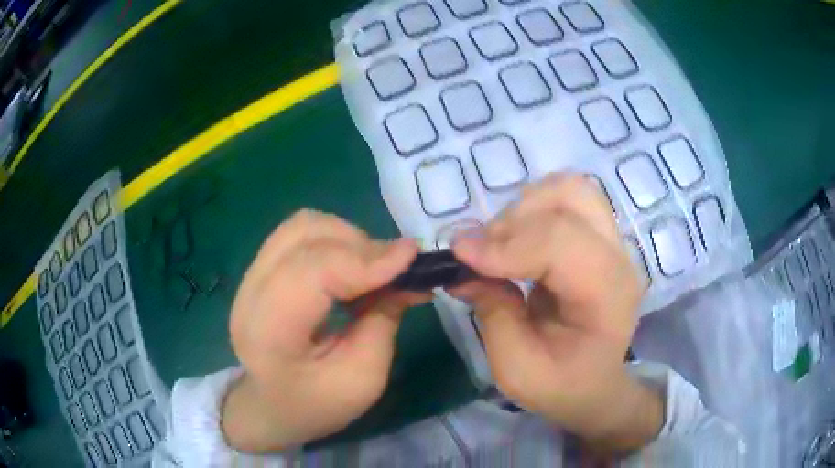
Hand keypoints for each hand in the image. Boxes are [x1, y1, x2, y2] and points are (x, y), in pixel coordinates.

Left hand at [221, 210, 429, 452]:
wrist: (269, 407)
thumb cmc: (315, 404)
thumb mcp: (363, 379)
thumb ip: (384, 321)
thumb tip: (408, 274)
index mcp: (270, 331)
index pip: (313, 270)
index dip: (365, 259)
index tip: (412, 258)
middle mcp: (251, 293)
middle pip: (305, 235)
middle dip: (360, 244)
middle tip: (394, 269)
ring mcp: (250, 277)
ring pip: (301, 226)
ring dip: (346, 237)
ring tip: (371, 267)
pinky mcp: (259, 270)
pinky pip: (298, 235)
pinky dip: (333, 241)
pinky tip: (349, 266)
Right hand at [451, 174, 661, 452]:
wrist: (595, 385)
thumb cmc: (561, 386)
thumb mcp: (516, 368)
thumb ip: (492, 313)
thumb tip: (462, 267)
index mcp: (607, 295)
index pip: (561, 243)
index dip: (506, 245)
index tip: (460, 257)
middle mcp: (617, 257)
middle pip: (570, 198)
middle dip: (514, 220)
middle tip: (482, 254)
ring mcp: (612, 242)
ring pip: (569, 189)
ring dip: (525, 207)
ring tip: (501, 244)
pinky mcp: (598, 238)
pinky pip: (566, 200)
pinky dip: (533, 209)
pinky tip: (518, 240)